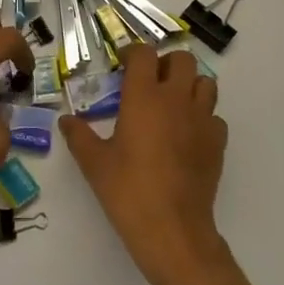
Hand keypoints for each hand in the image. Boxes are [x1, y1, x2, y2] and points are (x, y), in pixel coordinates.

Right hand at [63, 44, 230, 284]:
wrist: (173, 230)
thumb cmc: (128, 191)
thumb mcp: (94, 163)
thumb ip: (79, 136)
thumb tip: (66, 120)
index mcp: (144, 96)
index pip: (144, 54)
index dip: (133, 54)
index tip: (122, 66)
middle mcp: (176, 99)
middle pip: (181, 59)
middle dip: (165, 64)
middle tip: (149, 82)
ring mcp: (202, 119)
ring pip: (205, 83)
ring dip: (189, 85)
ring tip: (172, 104)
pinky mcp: (218, 142)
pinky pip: (214, 116)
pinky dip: (202, 117)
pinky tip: (187, 135)